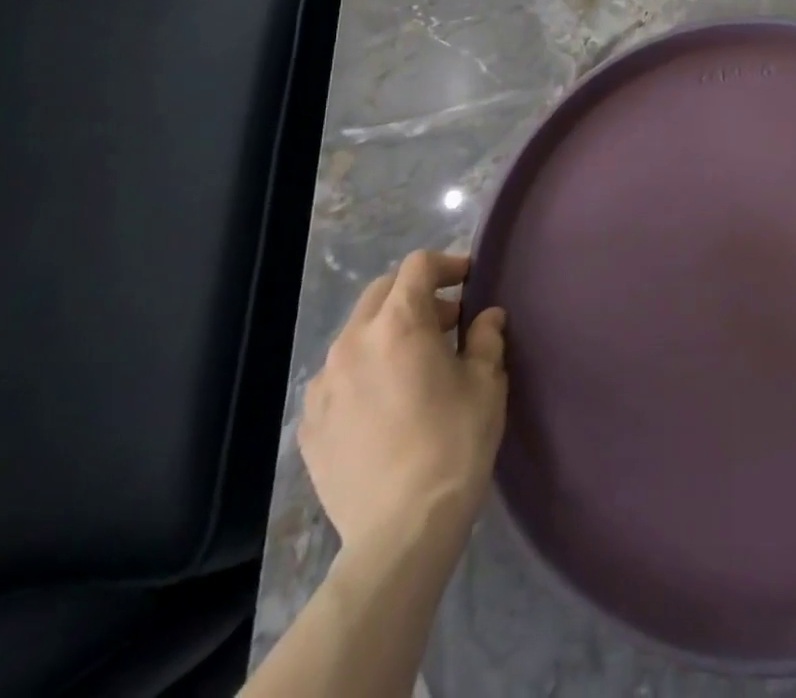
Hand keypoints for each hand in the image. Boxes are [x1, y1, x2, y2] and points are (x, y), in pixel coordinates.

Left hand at [300, 250, 507, 559]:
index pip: (418, 267)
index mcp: (398, 325)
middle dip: (416, 295)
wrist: (401, 531)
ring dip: (388, 332)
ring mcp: (324, 384)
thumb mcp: (486, 382)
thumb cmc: (454, 443)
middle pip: (382, 292)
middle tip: (448, 321)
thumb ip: (486, 337)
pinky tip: (385, 402)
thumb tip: (486, 317)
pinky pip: (338, 376)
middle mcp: (353, 343)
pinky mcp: (309, 423)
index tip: (469, 281)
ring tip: (415, 364)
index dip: (447, 265)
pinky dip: (364, 370)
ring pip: (357, 333)